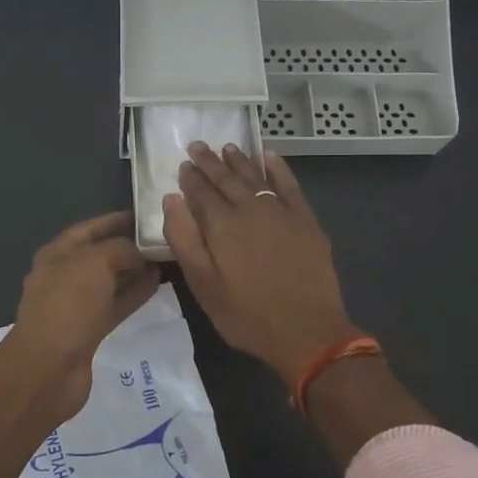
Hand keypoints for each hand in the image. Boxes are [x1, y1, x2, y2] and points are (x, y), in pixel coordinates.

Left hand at [0, 211, 159, 419]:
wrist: (48, 368)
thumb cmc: (68, 305)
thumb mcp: (96, 263)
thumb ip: (121, 249)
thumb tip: (139, 253)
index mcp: (57, 253)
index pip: (89, 228)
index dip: (115, 220)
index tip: (145, 216)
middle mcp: (64, 275)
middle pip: (101, 254)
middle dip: (129, 247)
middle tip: (162, 239)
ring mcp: (76, 305)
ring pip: (110, 281)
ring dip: (134, 272)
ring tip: (165, 262)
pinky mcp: (88, 330)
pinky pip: (115, 304)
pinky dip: (134, 294)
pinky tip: (156, 286)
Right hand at [162, 145, 358, 384]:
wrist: (306, 331)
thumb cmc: (246, 314)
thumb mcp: (202, 285)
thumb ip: (184, 239)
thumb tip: (171, 198)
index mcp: (221, 224)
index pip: (200, 192)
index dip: (190, 178)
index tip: (183, 165)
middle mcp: (250, 208)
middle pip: (226, 178)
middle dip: (210, 162)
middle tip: (198, 146)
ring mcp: (281, 211)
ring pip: (255, 176)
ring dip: (239, 160)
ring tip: (227, 147)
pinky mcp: (305, 220)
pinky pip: (289, 184)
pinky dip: (277, 167)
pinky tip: (269, 156)